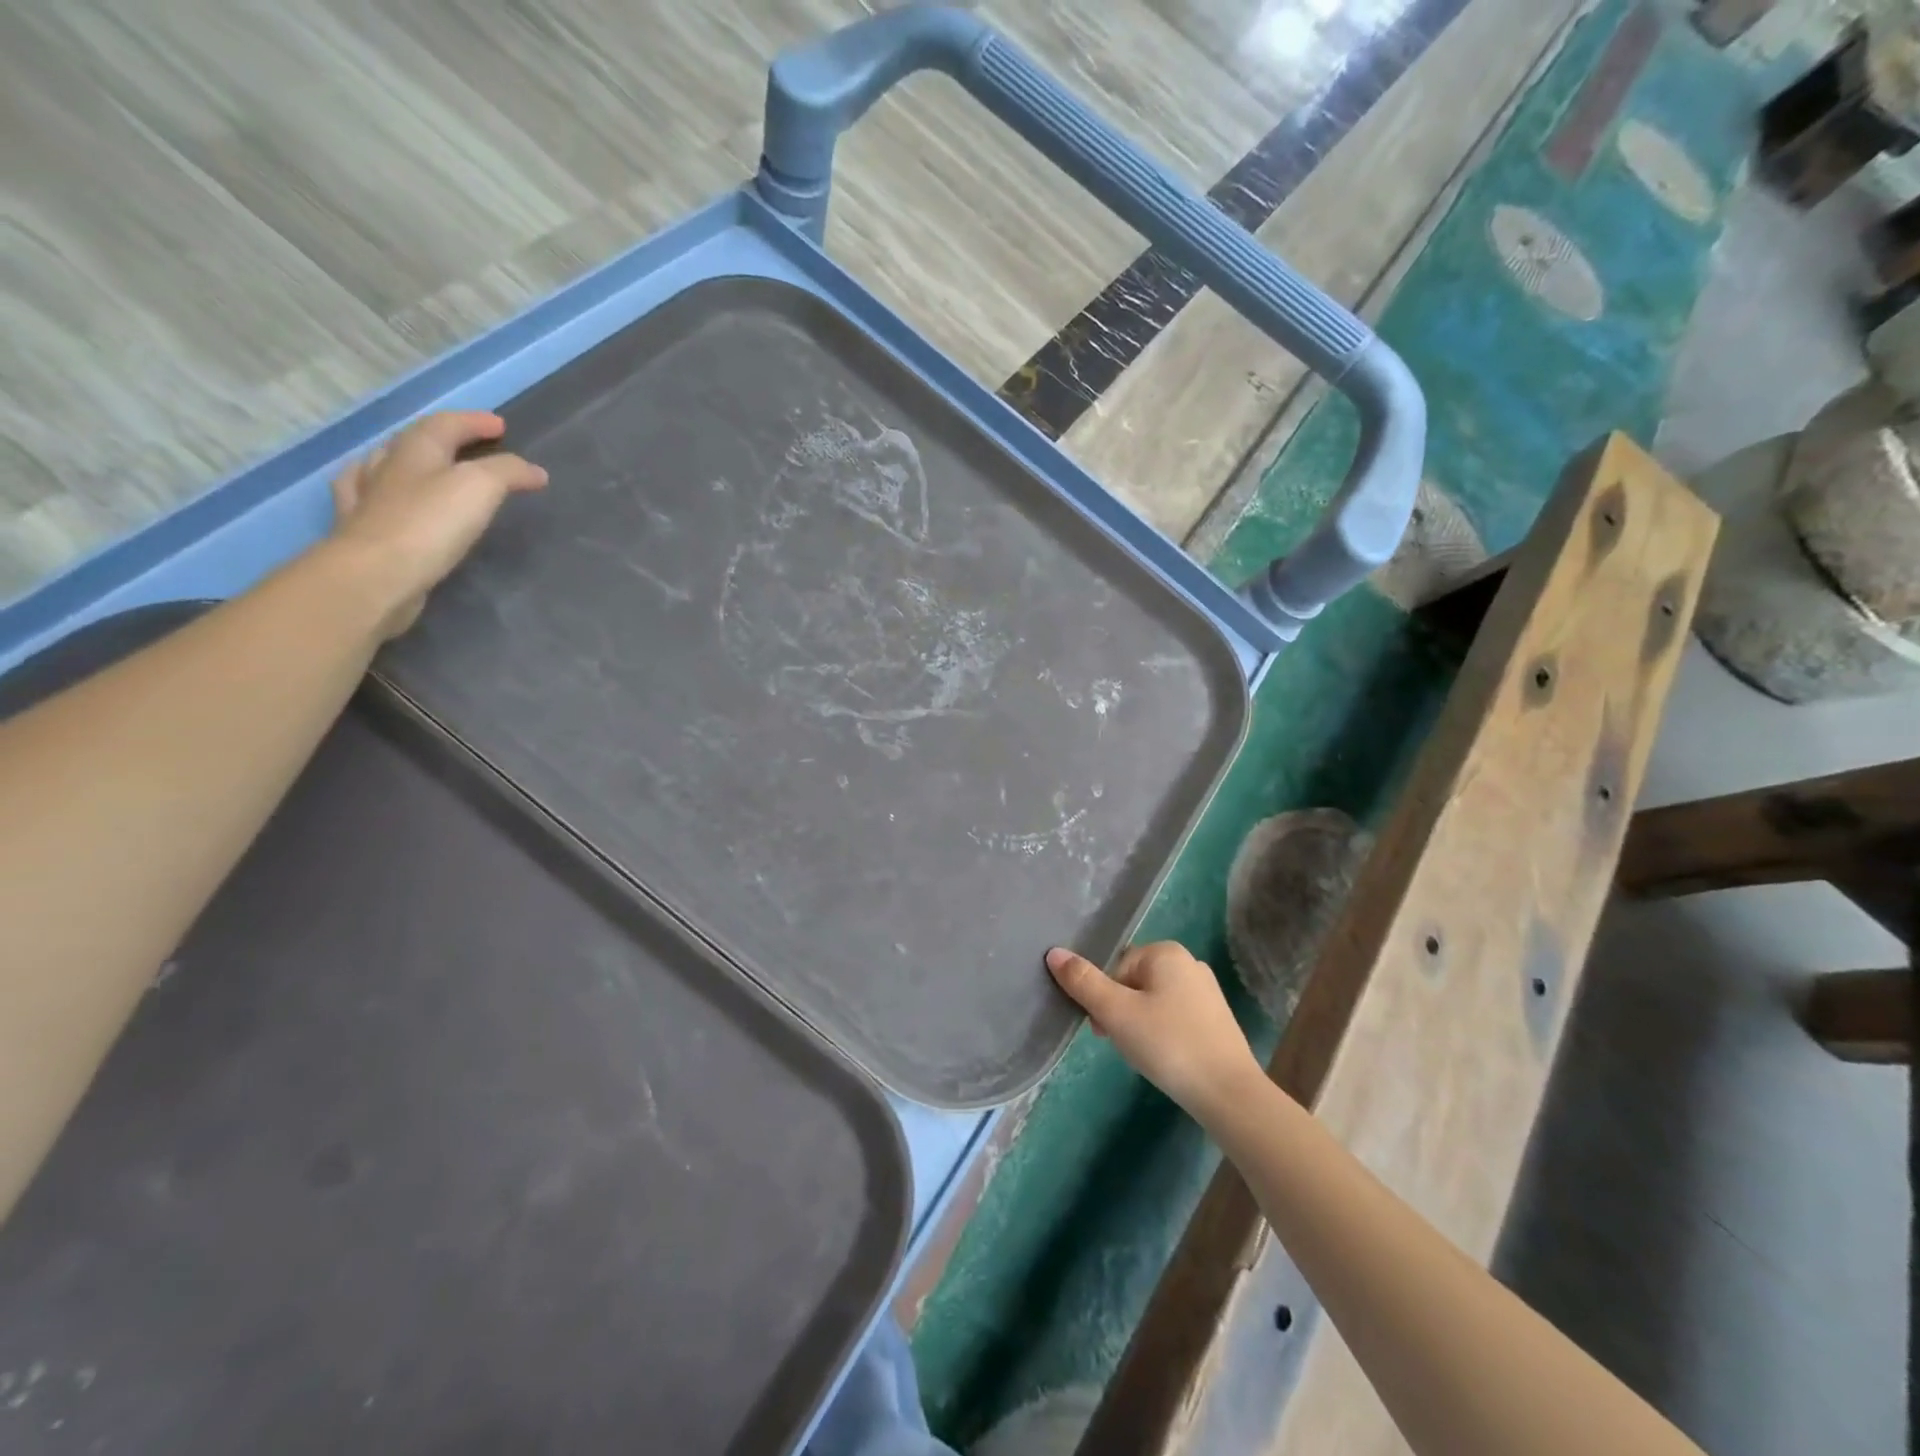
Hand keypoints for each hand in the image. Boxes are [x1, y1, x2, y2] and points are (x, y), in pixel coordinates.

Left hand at [325, 411, 547, 637]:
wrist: (378, 575)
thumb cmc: (431, 524)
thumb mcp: (480, 487)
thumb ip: (508, 473)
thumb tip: (534, 471)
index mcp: (415, 452)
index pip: (446, 425)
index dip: (474, 422)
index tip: (501, 426)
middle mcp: (386, 468)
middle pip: (414, 442)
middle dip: (442, 437)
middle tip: (468, 443)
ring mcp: (367, 499)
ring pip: (384, 467)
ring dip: (407, 461)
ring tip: (424, 467)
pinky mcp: (361, 532)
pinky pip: (367, 499)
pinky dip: (380, 492)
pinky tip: (379, 498)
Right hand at [1046, 942, 1264, 1119]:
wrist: (1229, 1094)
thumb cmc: (1168, 1045)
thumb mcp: (1116, 1013)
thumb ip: (1083, 982)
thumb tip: (1054, 952)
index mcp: (1166, 952)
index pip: (1115, 968)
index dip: (1104, 999)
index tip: (1104, 1030)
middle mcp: (1189, 963)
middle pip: (1133, 982)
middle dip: (1121, 1012)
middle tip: (1123, 1044)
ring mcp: (1206, 991)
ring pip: (1152, 1001)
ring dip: (1139, 1024)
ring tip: (1145, 1055)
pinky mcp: (1216, 1019)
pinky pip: (1174, 1017)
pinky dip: (1162, 1034)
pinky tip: (1166, 1058)